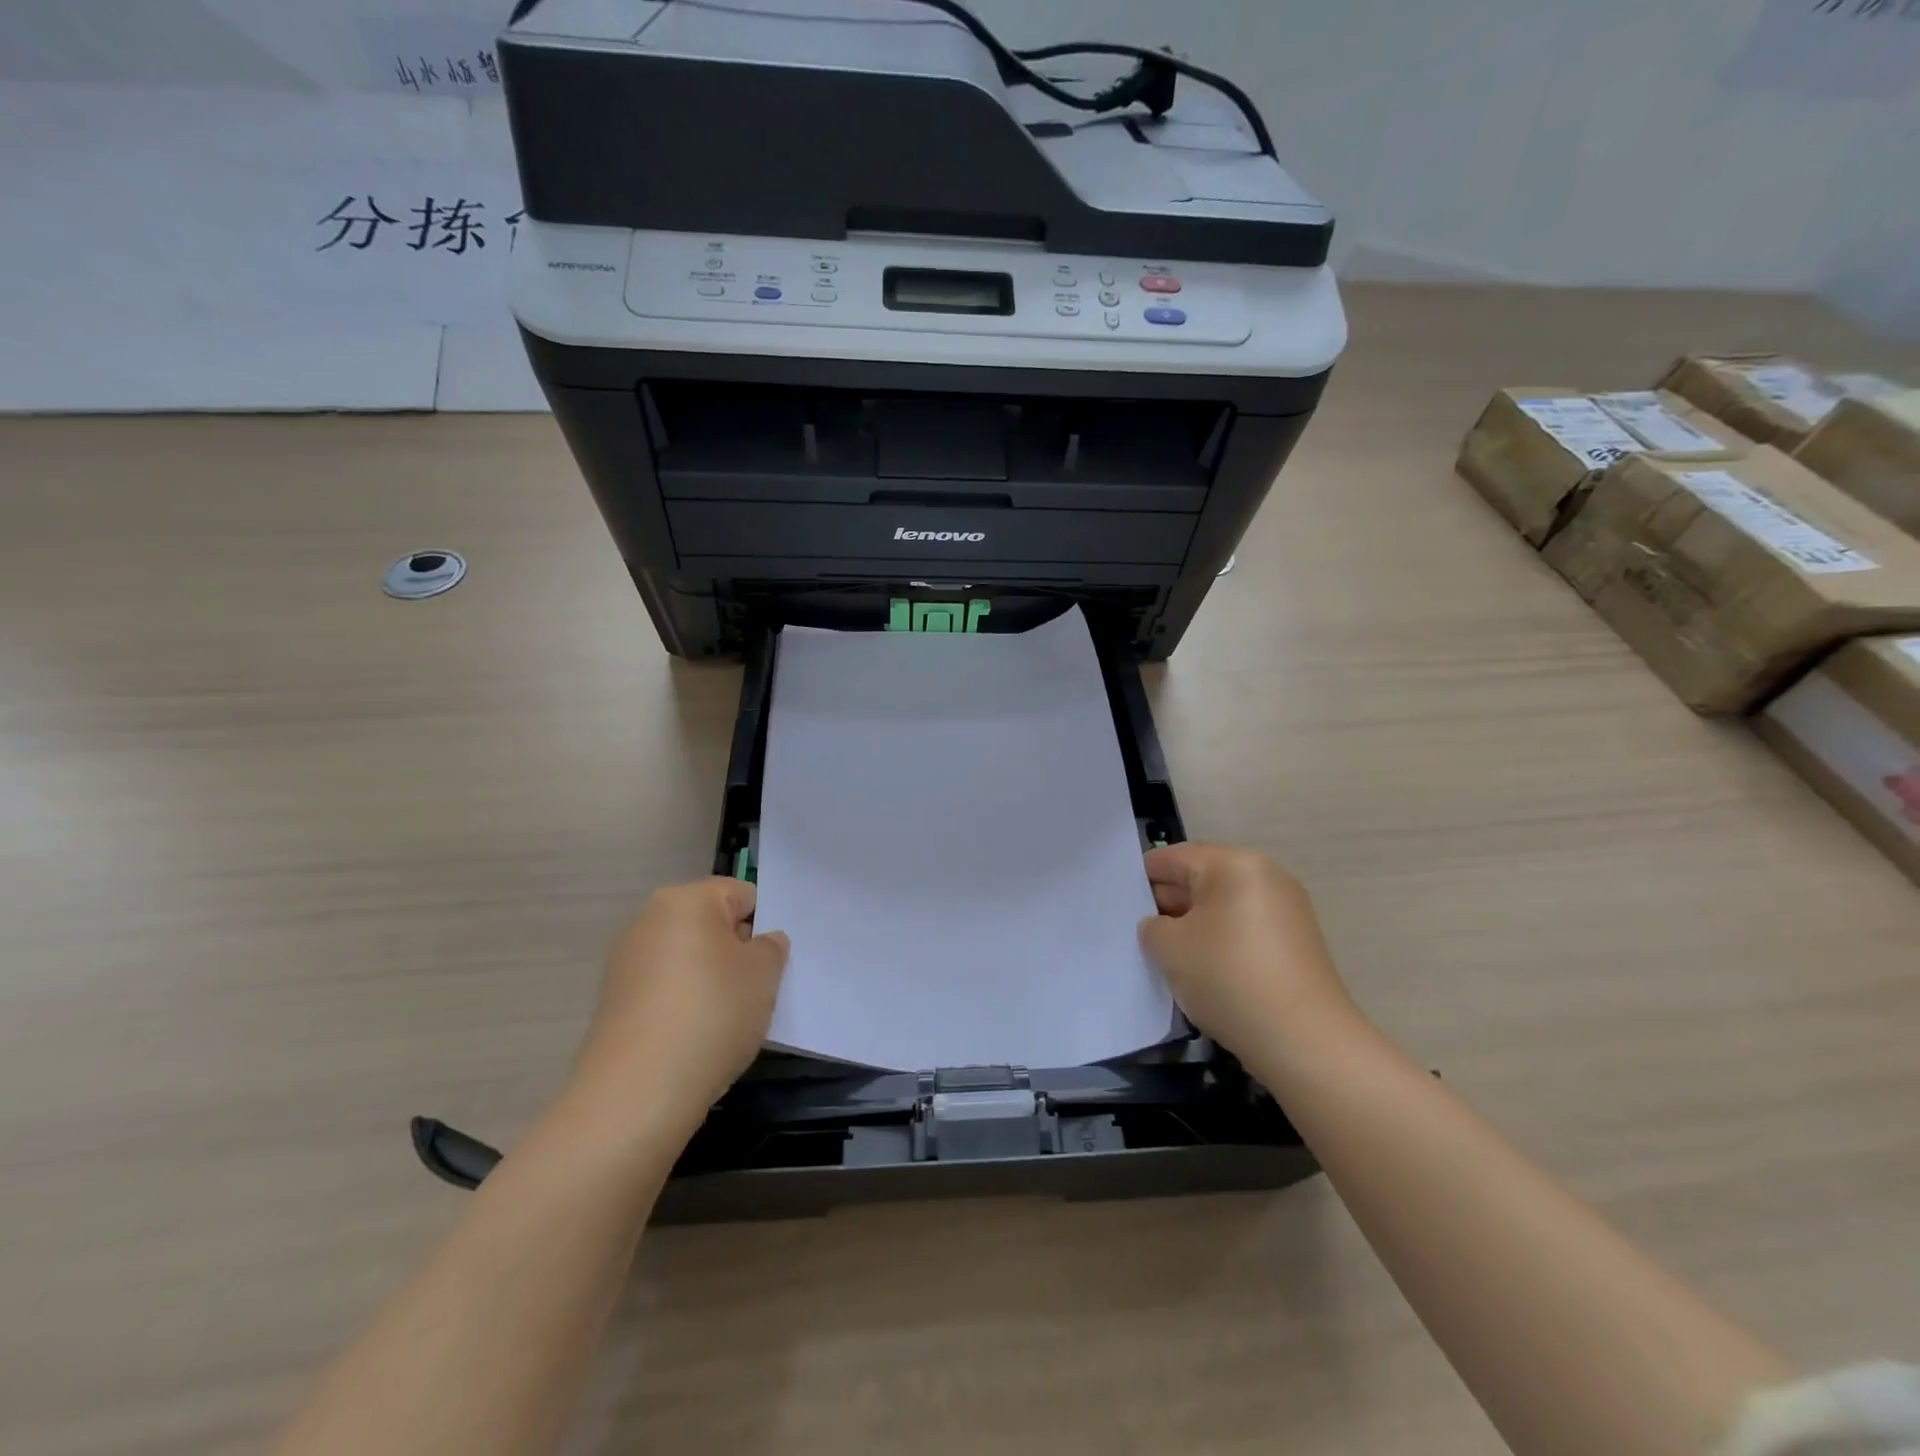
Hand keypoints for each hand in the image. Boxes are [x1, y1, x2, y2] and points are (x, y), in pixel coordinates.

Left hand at [568, 877, 789, 1140]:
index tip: (774, 962)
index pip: (741, 895)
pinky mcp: (615, 1002)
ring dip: (712, 980)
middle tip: (758, 989)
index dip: (763, 925)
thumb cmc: (712, 1014)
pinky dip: (685, 1005)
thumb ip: (771, 947)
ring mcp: (626, 962)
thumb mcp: (763, 974)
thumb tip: (761, 941)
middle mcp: (648, 920)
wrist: (637, 1093)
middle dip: (736, 951)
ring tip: (728, 1019)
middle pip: (711, 925)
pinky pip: (666, 989)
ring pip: (688, 959)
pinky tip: (698, 1038)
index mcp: (686, 900)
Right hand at [1139, 843, 1358, 1070]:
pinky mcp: (1297, 943)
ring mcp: (1287, 910)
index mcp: (1234, 864)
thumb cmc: (1228, 978)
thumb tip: (1160, 926)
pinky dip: (1221, 943)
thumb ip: (1152, 927)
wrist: (1304, 1042)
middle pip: (1202, 879)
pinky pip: (1245, 929)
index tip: (1120, 903)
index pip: (1174, 858)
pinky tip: (1203, 972)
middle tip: (1139, 933)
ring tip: (1168, 957)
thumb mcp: (1169, 948)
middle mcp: (1266, 876)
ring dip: (1194, 926)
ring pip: (1223, 907)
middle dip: (1169, 904)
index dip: (1142, 878)